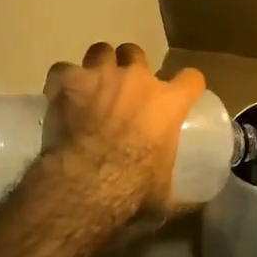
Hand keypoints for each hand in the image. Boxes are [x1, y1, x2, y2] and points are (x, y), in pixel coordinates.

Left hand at [42, 42, 207, 230]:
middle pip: (136, 52)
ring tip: (91, 85)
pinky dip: (62, 82)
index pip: (191, 78)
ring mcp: (101, 75)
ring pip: (101, 51)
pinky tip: (60, 96)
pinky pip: (62, 70)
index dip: (186, 84)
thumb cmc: (133, 189)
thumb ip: (181, 194)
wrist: (86, 183)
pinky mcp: (69, 81)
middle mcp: (137, 79)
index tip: (181, 94)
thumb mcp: (165, 195)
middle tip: (124, 89)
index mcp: (168, 103)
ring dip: (97, 66)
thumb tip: (196, 205)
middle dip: (130, 66)